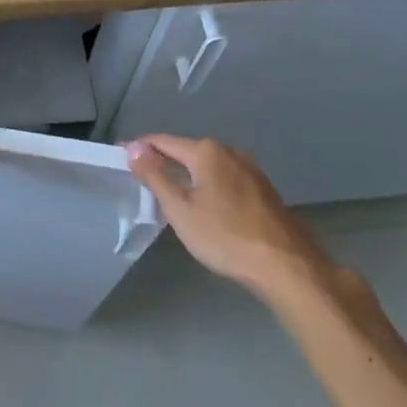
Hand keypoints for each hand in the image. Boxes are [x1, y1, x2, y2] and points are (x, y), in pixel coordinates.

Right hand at [125, 135, 334, 295]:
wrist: (286, 266)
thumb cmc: (225, 236)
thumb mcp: (180, 209)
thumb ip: (155, 176)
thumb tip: (133, 147)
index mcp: (206, 151)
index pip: (162, 141)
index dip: (140, 148)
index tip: (121, 156)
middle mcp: (229, 151)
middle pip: (187, 151)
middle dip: (164, 161)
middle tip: (143, 178)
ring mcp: (250, 170)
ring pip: (208, 166)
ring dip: (188, 175)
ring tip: (171, 192)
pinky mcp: (263, 190)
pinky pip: (225, 179)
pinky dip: (209, 186)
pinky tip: (206, 206)